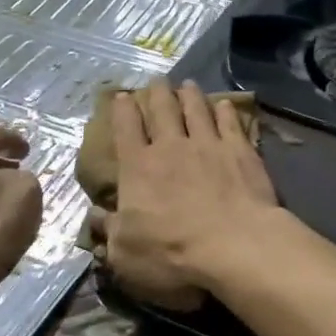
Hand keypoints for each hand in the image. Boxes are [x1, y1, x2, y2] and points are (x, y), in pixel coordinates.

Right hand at [103, 81, 279, 306]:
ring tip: (187, 84)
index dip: (122, 110)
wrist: (235, 247)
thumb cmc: (172, 255)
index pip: (126, 129)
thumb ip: (109, 232)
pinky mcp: (241, 152)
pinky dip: (225, 111)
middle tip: (157, 80)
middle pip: (163, 110)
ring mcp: (208, 145)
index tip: (122, 96)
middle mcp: (171, 147)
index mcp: (138, 169)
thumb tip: (94, 216)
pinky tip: (225, 105)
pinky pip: (230, 123)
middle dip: (158, 93)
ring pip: (196, 110)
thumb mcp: (124, 254)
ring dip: (190, 95)